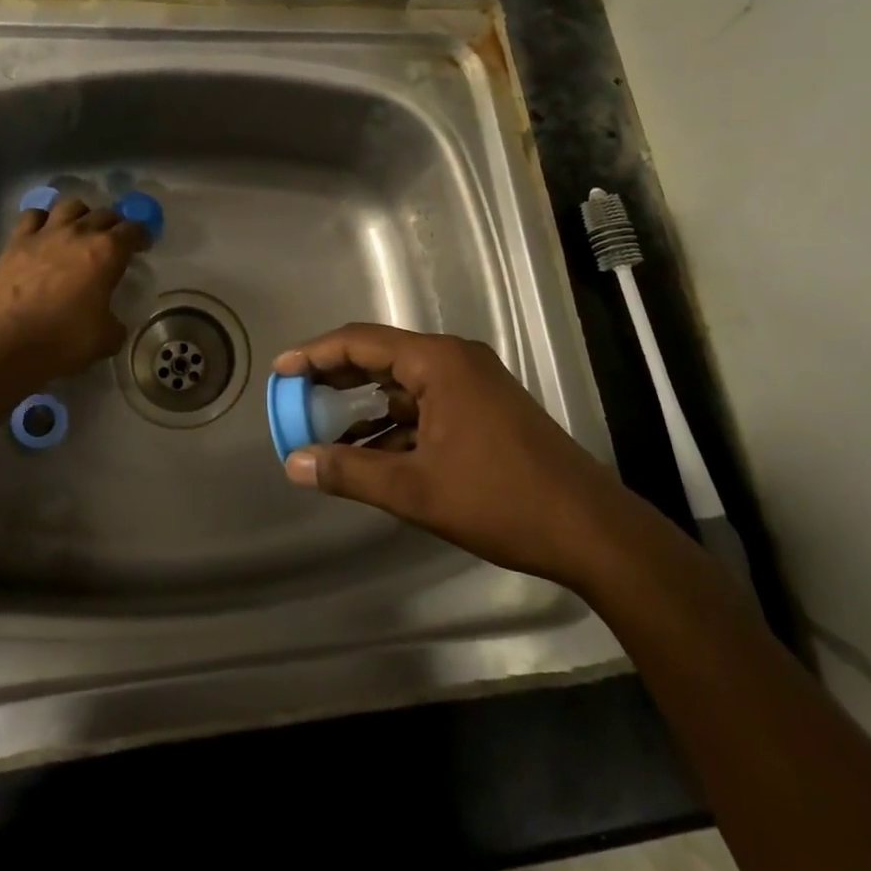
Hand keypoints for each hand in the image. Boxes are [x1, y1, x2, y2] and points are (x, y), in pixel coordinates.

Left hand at [0, 197, 147, 383]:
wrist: (8, 344)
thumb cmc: (64, 340)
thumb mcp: (106, 338)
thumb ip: (115, 324)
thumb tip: (113, 323)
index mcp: (108, 251)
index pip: (134, 229)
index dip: (141, 236)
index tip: (142, 246)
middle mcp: (79, 233)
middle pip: (104, 213)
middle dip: (114, 224)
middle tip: (113, 242)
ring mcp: (45, 233)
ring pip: (70, 205)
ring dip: (81, 214)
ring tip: (80, 230)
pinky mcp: (16, 242)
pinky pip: (33, 215)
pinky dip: (43, 220)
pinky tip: (44, 233)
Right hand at [275, 324, 617, 586]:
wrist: (589, 529)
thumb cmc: (499, 499)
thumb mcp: (415, 490)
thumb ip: (349, 472)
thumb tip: (294, 463)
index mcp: (438, 362)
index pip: (361, 341)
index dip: (316, 353)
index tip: (281, 368)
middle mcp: (454, 360)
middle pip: (382, 355)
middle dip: (336, 375)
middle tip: (295, 393)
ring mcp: (473, 382)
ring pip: (404, 383)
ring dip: (365, 405)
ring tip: (323, 426)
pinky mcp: (485, 408)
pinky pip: (426, 404)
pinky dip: (395, 422)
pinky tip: (371, 451)